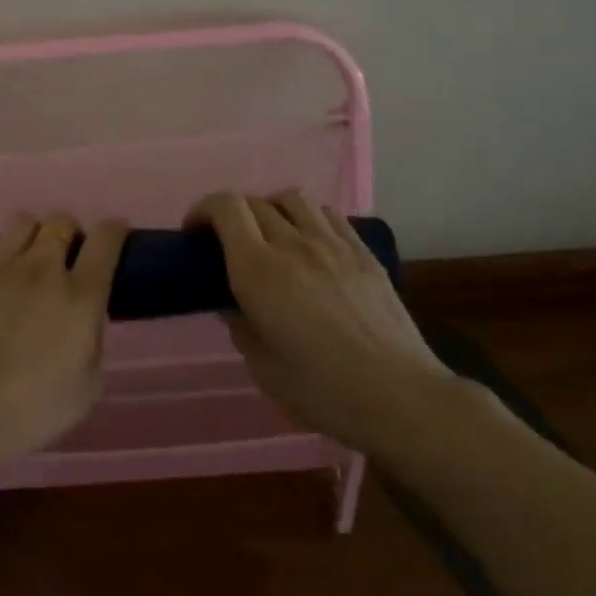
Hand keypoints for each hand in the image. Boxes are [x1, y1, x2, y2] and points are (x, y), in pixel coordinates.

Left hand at [0, 212, 127, 483]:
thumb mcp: (86, 389)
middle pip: (62, 221)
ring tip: (26, 259)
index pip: (105, 239)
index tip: (115, 235)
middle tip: (65, 258)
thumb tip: (88, 318)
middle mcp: (42, 269)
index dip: (114, 230)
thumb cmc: (29, 412)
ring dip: (33, 235)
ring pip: (23, 222)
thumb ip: (94, 342)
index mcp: (80, 296)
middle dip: (69, 233)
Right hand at [188, 190, 452, 453]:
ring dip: (272, 208)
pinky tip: (311, 242)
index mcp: (258, 270)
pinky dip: (308, 217)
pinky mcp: (363, 253)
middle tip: (228, 243)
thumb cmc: (322, 390)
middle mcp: (293, 244)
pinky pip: (329, 215)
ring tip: (271, 235)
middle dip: (233, 215)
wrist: (400, 396)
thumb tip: (235, 306)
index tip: (194, 233)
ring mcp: (333, 244)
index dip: (203, 210)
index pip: (226, 208)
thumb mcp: (263, 369)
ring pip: (293, 199)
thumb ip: (242, 328)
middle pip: (255, 202)